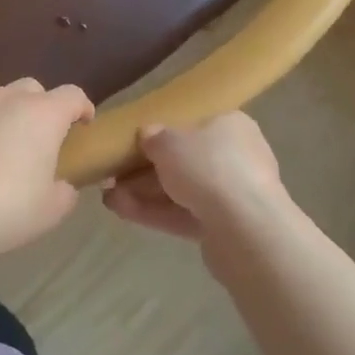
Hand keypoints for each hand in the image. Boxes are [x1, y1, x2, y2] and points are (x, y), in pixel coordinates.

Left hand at [0, 79, 93, 259]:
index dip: (82, 108)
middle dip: (41, 108)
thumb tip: (63, 185)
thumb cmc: (2, 208)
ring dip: (5, 116)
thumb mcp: (49, 212)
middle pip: (33, 89)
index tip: (83, 126)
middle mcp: (7, 98)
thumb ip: (65, 193)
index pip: (73, 95)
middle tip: (38, 141)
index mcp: (42, 115)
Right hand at [102, 113, 287, 240]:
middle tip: (114, 175)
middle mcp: (236, 157)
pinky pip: (185, 215)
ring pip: (181, 191)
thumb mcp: (169, 142)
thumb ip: (153, 137)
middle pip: (185, 161)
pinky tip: (121, 211)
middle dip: (146, 170)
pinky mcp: (225, 229)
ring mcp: (233, 195)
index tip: (134, 145)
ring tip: (109, 197)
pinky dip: (155, 213)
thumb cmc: (208, 166)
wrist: (245, 228)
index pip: (194, 125)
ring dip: (145, 193)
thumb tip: (147, 135)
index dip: (162, 135)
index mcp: (231, 125)